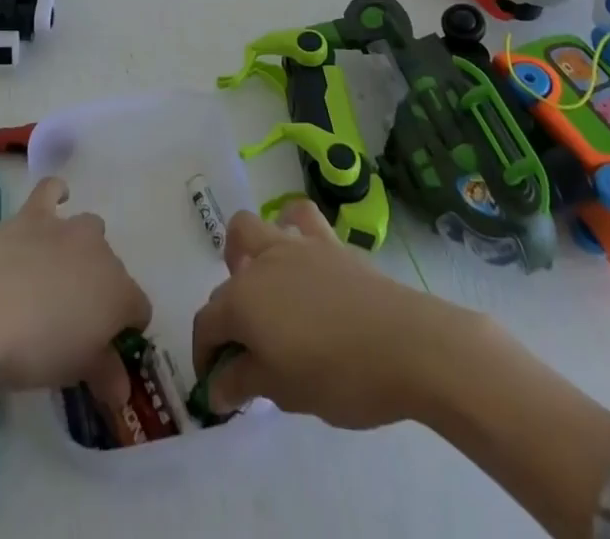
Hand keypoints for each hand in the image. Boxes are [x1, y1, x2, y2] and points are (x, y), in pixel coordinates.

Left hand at [0, 177, 149, 421]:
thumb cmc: (34, 346)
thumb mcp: (71, 372)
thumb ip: (103, 377)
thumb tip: (123, 393)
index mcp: (119, 294)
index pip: (140, 310)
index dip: (127, 330)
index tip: (106, 352)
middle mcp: (102, 253)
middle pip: (113, 271)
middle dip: (100, 291)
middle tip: (72, 322)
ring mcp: (69, 228)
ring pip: (90, 230)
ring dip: (81, 250)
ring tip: (57, 276)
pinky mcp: (36, 213)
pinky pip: (53, 192)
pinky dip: (57, 194)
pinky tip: (55, 201)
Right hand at [190, 200, 449, 429]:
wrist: (405, 345)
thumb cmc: (339, 376)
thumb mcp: (285, 392)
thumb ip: (244, 383)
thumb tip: (216, 387)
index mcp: (243, 302)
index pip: (207, 324)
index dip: (205, 356)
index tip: (216, 387)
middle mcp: (261, 264)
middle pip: (226, 281)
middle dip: (225, 314)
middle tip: (245, 351)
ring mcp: (294, 245)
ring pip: (252, 229)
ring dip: (245, 255)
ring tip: (261, 289)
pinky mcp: (327, 240)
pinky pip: (299, 217)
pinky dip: (290, 227)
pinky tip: (298, 254)